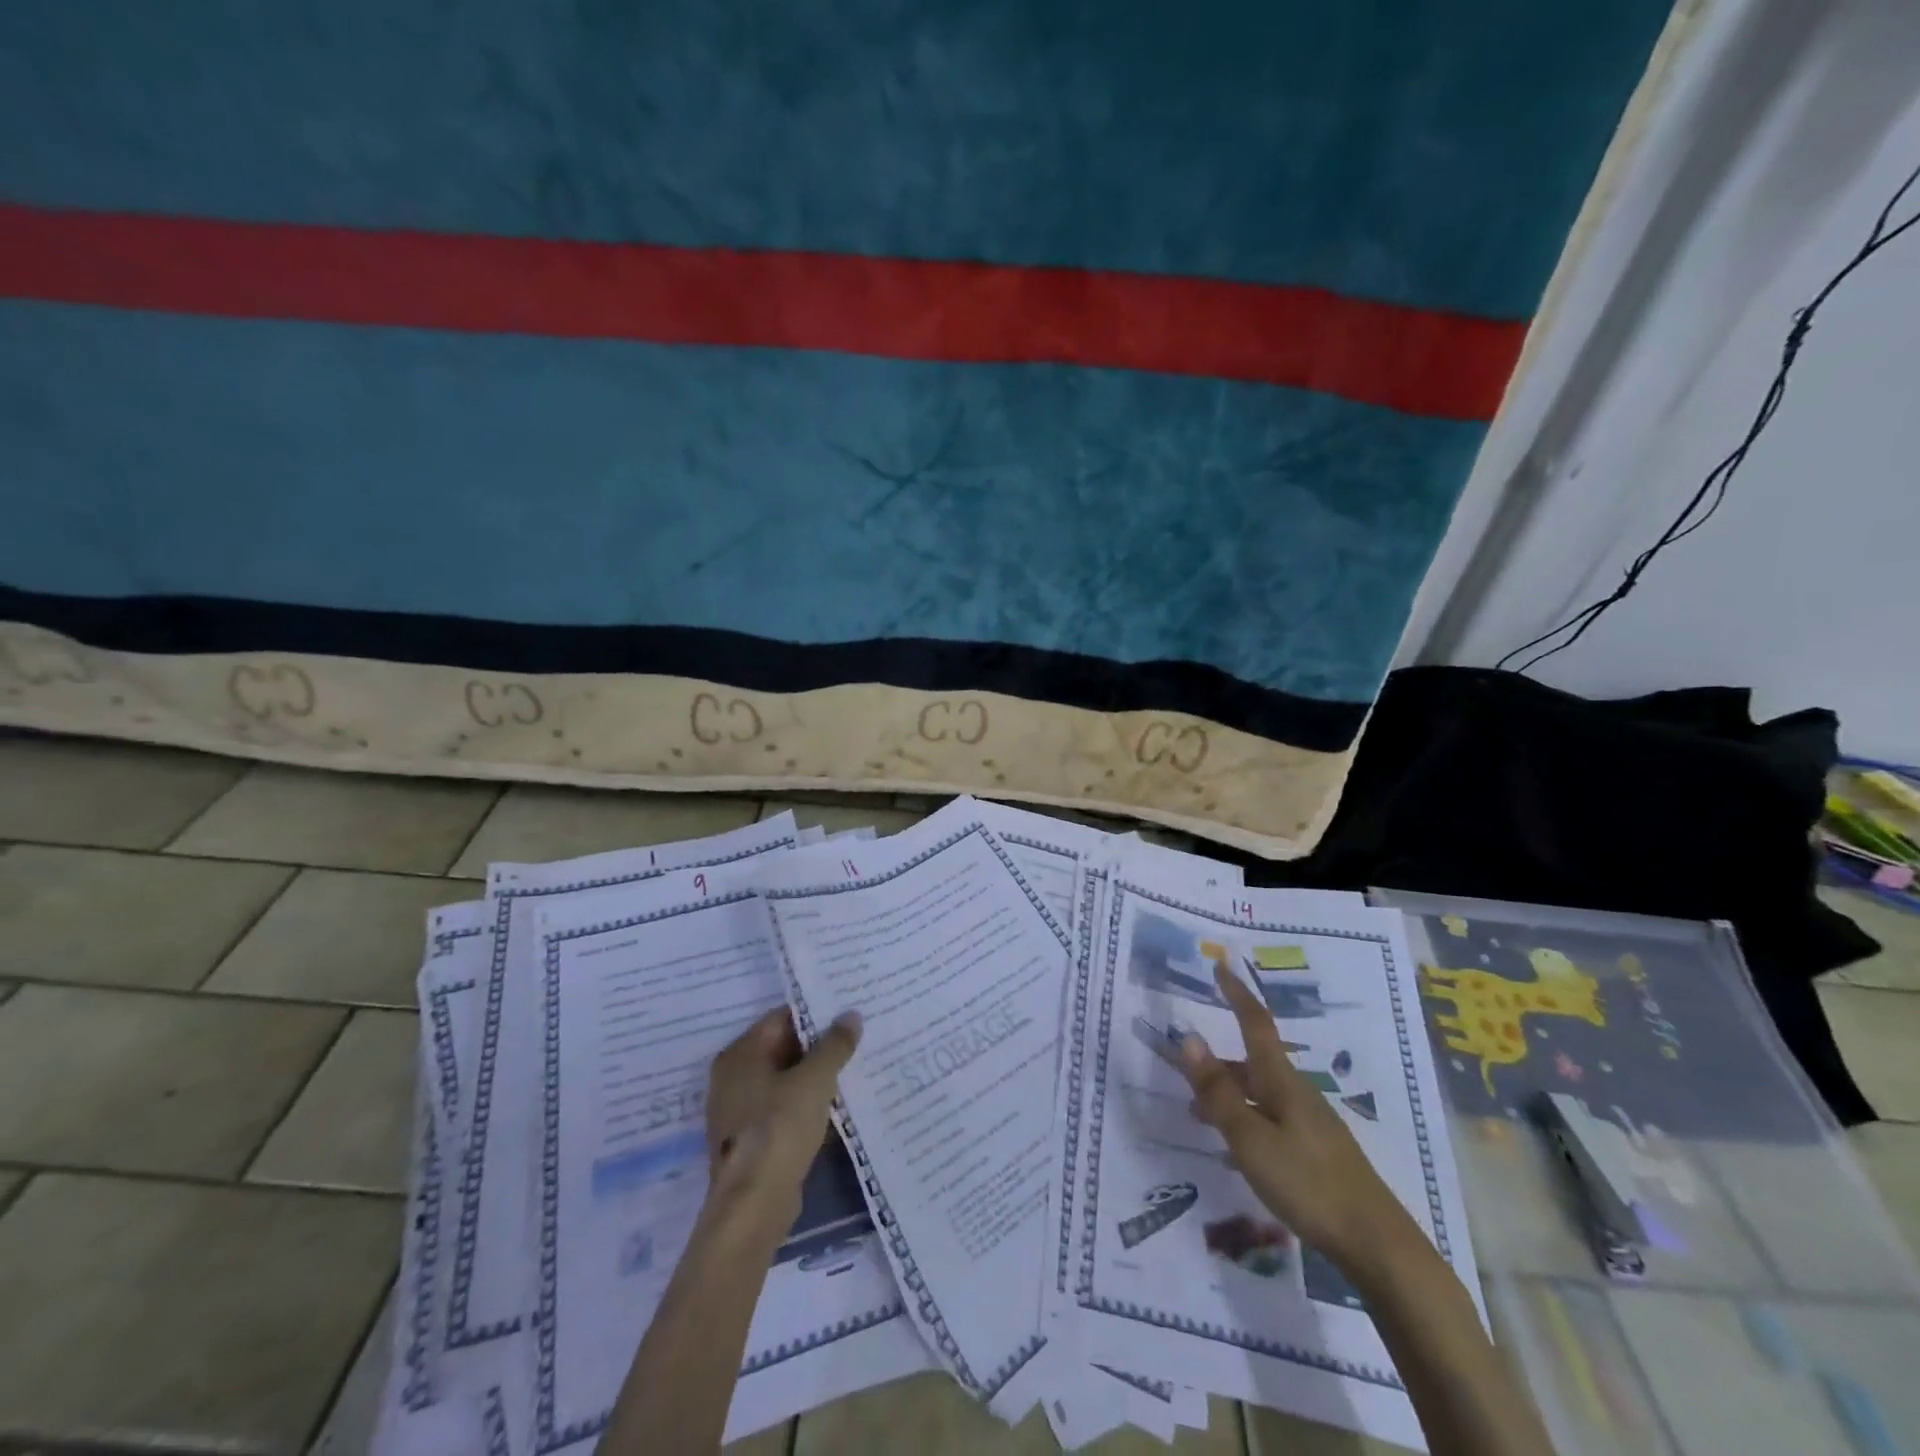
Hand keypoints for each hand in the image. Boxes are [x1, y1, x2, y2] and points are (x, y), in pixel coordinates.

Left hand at [704, 1006, 861, 1226]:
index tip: (846, 1012)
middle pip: (780, 1048)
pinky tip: (834, 1104)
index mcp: (739, 1055)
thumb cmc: (779, 1130)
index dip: (814, 1014)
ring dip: (813, 1076)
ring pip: (783, 1079)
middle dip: (817, 1045)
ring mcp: (738, 1110)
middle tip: (856, 1037)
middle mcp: (732, 1077)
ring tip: (852, 1067)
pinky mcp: (749, 1139)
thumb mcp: (815, 1080)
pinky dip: (804, 1103)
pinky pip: (781, 1107)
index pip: (780, 1018)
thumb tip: (851, 1015)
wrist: (754, 1206)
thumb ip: (834, 1045)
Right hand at [1174, 962, 1416, 1269]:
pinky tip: (1234, 1149)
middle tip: (1185, 1070)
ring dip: (1228, 1094)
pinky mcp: (1317, 1151)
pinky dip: (1245, 1119)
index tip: (1220, 966)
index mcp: (1281, 1081)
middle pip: (1253, 1062)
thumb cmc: (1308, 1183)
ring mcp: (1310, 1123)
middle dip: (1219, 1061)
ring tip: (1197, 1114)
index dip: (1237, 994)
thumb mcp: (1250, 1138)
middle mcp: (1296, 1093)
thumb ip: (1218, 1091)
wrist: (1377, 1244)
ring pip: (1260, 1093)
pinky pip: (1270, 1118)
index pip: (1256, 1023)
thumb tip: (1189, 1037)